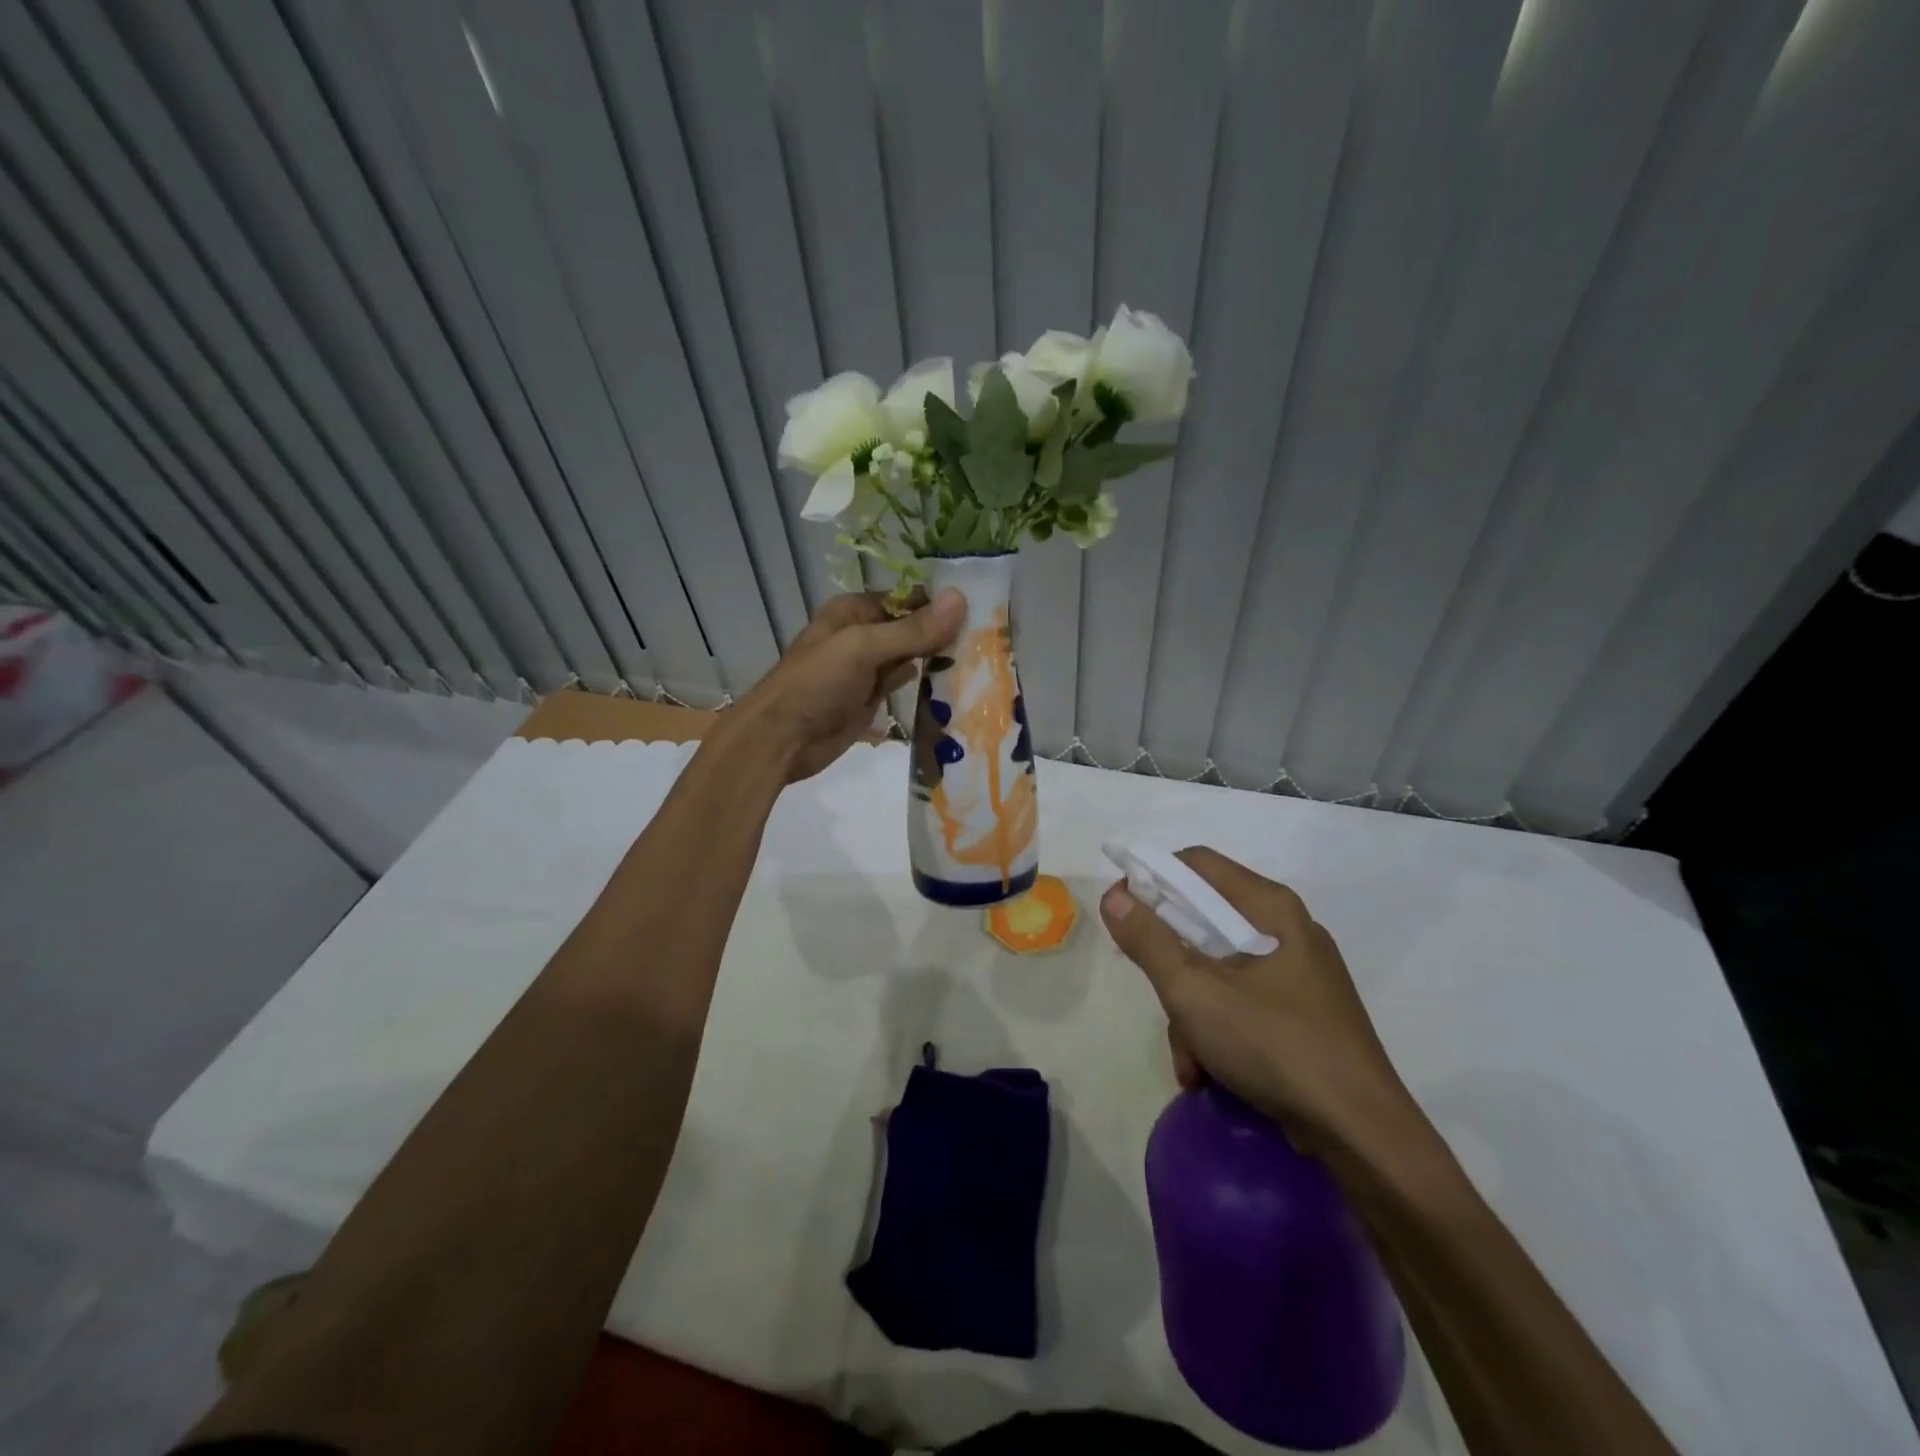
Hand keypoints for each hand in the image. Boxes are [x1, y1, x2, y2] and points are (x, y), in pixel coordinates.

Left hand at [734, 589, 965, 782]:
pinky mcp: (872, 698)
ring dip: (938, 658)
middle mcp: (862, 634)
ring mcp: (867, 669)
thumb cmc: (816, 684)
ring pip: (911, 656)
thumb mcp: (863, 648)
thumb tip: (960, 599)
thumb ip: (912, 629)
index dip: (941, 603)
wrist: (781, 740)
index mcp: (854, 611)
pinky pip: (904, 683)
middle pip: (912, 627)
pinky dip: (925, 683)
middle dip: (945, 632)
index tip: (984, 610)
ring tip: (985, 658)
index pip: (907, 597)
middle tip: (992, 638)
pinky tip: (955, 684)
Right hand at [1100, 848, 1422, 1163]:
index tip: (1123, 915)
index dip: (1153, 881)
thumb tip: (1114, 895)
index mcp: (1270, 907)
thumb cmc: (1274, 1044)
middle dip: (1172, 969)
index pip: (1196, 865)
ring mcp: (1299, 973)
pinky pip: (1242, 1001)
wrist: (1361, 1134)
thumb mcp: (1194, 991)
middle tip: (1159, 998)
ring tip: (1191, 1061)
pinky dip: (1218, 1031)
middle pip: (1204, 923)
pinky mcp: (1303, 1012)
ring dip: (1191, 1014)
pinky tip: (1209, 1073)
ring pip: (1218, 969)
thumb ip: (1149, 939)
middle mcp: (1287, 929)